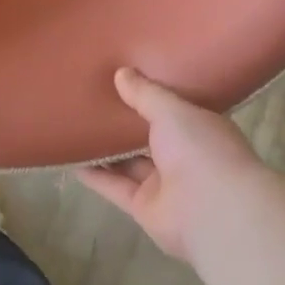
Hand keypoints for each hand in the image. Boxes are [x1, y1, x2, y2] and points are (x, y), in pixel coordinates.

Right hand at [76, 68, 264, 262]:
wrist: (212, 211)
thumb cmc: (201, 149)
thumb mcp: (172, 110)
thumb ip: (145, 94)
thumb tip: (121, 73)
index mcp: (200, 129)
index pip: (175, 110)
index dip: (152, 96)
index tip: (127, 79)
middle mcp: (184, 156)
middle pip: (148, 137)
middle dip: (125, 122)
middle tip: (93, 99)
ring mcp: (164, 184)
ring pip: (129, 163)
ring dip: (106, 149)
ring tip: (77, 126)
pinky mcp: (143, 207)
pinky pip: (114, 186)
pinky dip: (95, 175)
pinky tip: (72, 159)